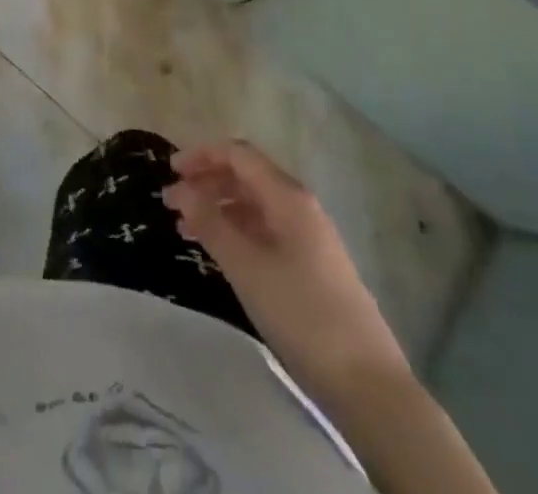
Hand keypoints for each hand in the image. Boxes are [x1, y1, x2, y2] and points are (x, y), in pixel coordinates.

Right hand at [163, 140, 406, 389]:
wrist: (367, 384)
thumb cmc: (301, 313)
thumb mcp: (246, 266)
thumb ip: (210, 222)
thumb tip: (181, 189)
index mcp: (287, 196)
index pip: (238, 154)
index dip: (202, 155)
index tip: (170, 172)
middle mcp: (300, 206)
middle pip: (246, 176)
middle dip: (207, 182)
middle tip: (172, 203)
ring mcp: (309, 237)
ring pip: (254, 206)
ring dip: (219, 208)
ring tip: (186, 229)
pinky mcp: (312, 266)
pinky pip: (265, 231)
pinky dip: (237, 232)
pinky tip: (220, 252)